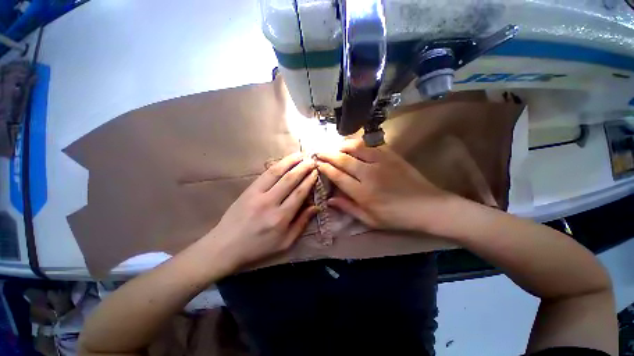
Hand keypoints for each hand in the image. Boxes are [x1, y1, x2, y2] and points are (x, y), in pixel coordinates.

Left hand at [209, 153, 318, 269]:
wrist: (225, 246)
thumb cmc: (258, 247)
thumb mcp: (285, 242)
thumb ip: (301, 223)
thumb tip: (316, 207)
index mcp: (281, 218)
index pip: (299, 193)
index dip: (309, 181)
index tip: (316, 172)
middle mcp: (270, 202)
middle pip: (290, 179)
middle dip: (303, 167)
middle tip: (312, 160)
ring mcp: (257, 194)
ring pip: (277, 172)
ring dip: (290, 161)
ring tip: (301, 154)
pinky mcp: (248, 190)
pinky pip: (265, 174)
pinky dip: (277, 165)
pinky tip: (285, 160)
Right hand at [316, 140, 451, 230]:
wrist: (428, 207)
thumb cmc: (396, 217)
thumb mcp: (370, 220)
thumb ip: (348, 208)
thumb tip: (329, 200)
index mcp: (362, 192)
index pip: (337, 175)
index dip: (325, 168)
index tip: (317, 163)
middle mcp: (369, 174)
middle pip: (342, 159)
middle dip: (328, 154)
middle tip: (319, 152)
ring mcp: (381, 162)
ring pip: (355, 147)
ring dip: (341, 146)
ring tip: (335, 148)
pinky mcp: (391, 155)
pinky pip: (370, 145)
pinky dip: (358, 144)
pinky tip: (354, 146)